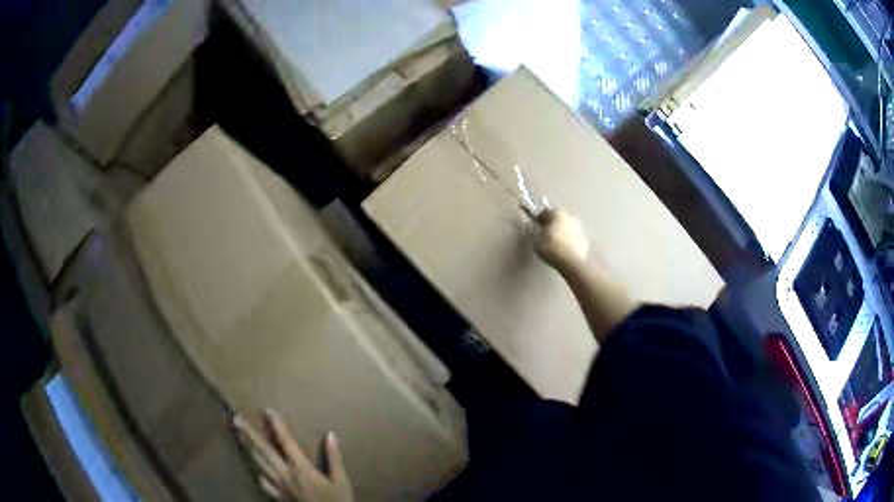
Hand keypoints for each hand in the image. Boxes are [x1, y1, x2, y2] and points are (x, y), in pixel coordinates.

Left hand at [233, 410, 352, 501]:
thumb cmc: (336, 501)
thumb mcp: (341, 481)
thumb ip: (334, 458)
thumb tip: (330, 434)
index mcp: (300, 468)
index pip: (286, 442)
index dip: (276, 425)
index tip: (266, 410)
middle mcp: (285, 474)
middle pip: (263, 451)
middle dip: (249, 434)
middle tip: (236, 419)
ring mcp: (279, 487)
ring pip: (259, 464)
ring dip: (248, 448)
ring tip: (238, 435)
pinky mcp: (278, 498)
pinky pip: (264, 484)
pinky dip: (259, 474)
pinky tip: (256, 470)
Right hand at [533, 209, 589, 269]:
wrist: (571, 263)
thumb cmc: (551, 248)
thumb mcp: (536, 239)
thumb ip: (534, 230)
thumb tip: (534, 225)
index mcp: (557, 213)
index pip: (545, 212)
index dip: (539, 219)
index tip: (536, 228)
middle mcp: (570, 217)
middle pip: (558, 219)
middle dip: (552, 226)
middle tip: (545, 237)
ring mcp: (580, 229)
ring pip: (568, 229)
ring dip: (562, 234)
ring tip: (556, 245)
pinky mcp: (585, 241)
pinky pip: (574, 239)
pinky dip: (570, 243)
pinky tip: (564, 252)